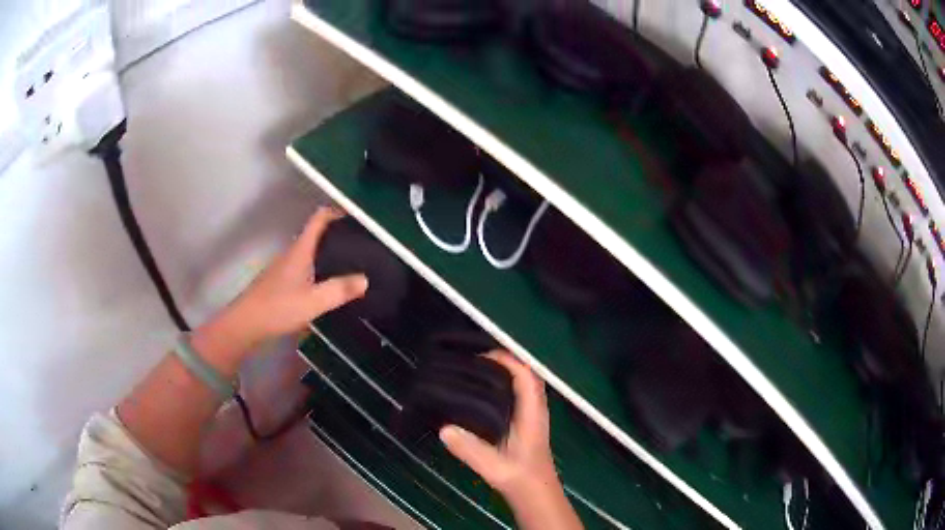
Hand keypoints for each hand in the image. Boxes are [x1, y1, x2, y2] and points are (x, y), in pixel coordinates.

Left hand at [194, 207, 367, 364]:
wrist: (246, 323)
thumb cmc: (278, 307)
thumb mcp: (313, 301)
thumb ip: (340, 290)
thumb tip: (365, 279)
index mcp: (300, 251)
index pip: (318, 220)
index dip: (336, 212)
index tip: (355, 216)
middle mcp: (291, 254)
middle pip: (315, 235)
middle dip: (336, 235)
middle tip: (359, 244)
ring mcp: (283, 268)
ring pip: (308, 252)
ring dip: (326, 253)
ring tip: (348, 263)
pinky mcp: (279, 282)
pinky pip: (303, 267)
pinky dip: (317, 268)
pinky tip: (325, 285)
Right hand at [439, 351, 559, 499]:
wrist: (537, 495)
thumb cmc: (521, 479)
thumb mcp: (494, 467)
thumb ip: (471, 450)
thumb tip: (444, 429)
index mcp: (532, 414)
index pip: (526, 376)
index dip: (508, 360)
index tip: (482, 356)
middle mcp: (534, 410)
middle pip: (526, 375)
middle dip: (505, 362)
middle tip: (475, 359)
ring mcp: (532, 417)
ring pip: (523, 385)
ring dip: (505, 373)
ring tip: (476, 370)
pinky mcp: (526, 425)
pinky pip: (518, 395)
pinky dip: (505, 386)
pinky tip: (484, 393)